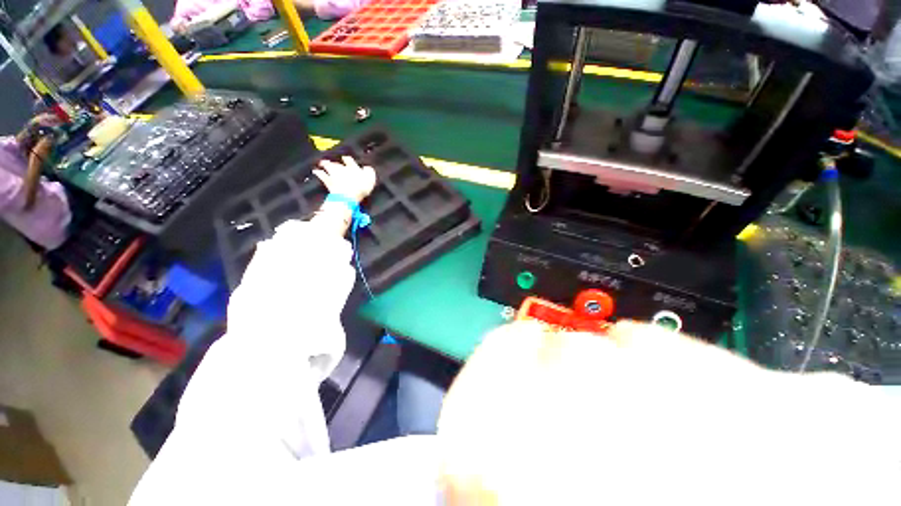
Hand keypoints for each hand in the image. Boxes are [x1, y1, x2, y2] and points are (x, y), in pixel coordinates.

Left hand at [314, 156, 376, 203]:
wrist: (348, 194)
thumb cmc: (361, 186)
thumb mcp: (370, 178)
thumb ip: (369, 171)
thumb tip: (367, 167)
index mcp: (353, 167)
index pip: (349, 160)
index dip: (348, 160)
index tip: (346, 158)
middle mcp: (342, 168)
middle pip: (337, 163)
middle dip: (335, 162)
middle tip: (332, 161)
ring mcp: (333, 174)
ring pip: (328, 166)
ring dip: (325, 164)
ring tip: (322, 163)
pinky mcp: (328, 182)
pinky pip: (321, 175)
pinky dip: (318, 173)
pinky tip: (315, 171)